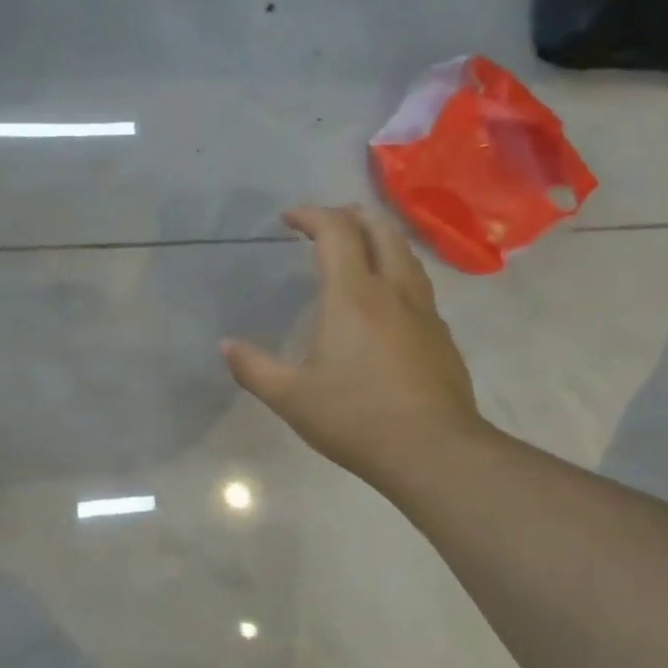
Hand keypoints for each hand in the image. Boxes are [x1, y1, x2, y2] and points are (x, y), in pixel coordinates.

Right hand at [222, 206, 491, 489]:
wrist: (433, 451)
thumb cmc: (355, 418)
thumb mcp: (291, 398)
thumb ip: (254, 368)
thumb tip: (225, 346)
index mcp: (353, 296)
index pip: (336, 232)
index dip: (311, 215)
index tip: (289, 219)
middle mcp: (392, 291)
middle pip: (380, 230)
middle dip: (350, 216)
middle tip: (325, 225)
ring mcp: (424, 312)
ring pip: (406, 254)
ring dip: (379, 239)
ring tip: (357, 251)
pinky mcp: (441, 336)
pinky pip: (418, 286)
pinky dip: (396, 273)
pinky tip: (385, 302)